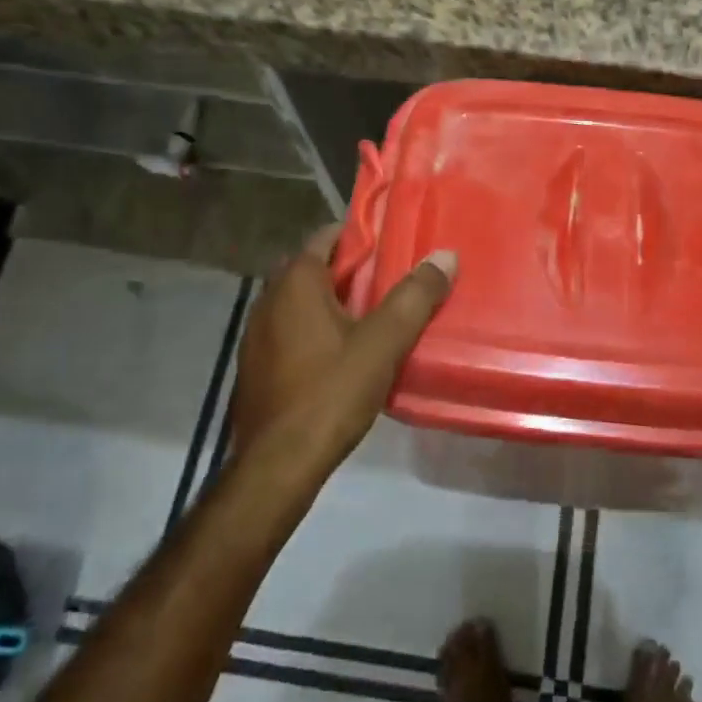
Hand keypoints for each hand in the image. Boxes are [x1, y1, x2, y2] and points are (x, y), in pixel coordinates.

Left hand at [232, 226, 455, 465]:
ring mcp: (257, 335)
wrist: (277, 465)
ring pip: (303, 303)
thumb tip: (445, 256)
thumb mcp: (383, 343)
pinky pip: (292, 331)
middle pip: (316, 269)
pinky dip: (317, 330)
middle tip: (394, 281)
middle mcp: (269, 299)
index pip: (328, 236)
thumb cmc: (330, 392)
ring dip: (336, 303)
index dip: (363, 236)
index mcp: (296, 283)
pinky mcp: (256, 366)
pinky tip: (345, 355)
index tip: (395, 243)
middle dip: (354, 272)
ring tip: (377, 317)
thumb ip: (415, 297)